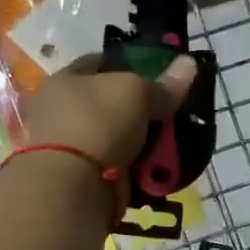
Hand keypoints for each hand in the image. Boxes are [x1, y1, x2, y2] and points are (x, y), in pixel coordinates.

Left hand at [21, 53, 197, 170]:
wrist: (72, 186)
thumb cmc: (97, 122)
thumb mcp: (136, 93)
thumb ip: (163, 83)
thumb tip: (189, 63)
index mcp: (64, 81)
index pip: (99, 63)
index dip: (129, 64)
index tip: (158, 74)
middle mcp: (60, 111)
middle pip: (109, 104)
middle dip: (139, 109)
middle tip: (170, 112)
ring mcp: (67, 147)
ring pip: (115, 138)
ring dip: (139, 142)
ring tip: (170, 144)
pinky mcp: (79, 178)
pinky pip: (117, 167)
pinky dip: (135, 168)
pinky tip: (156, 168)